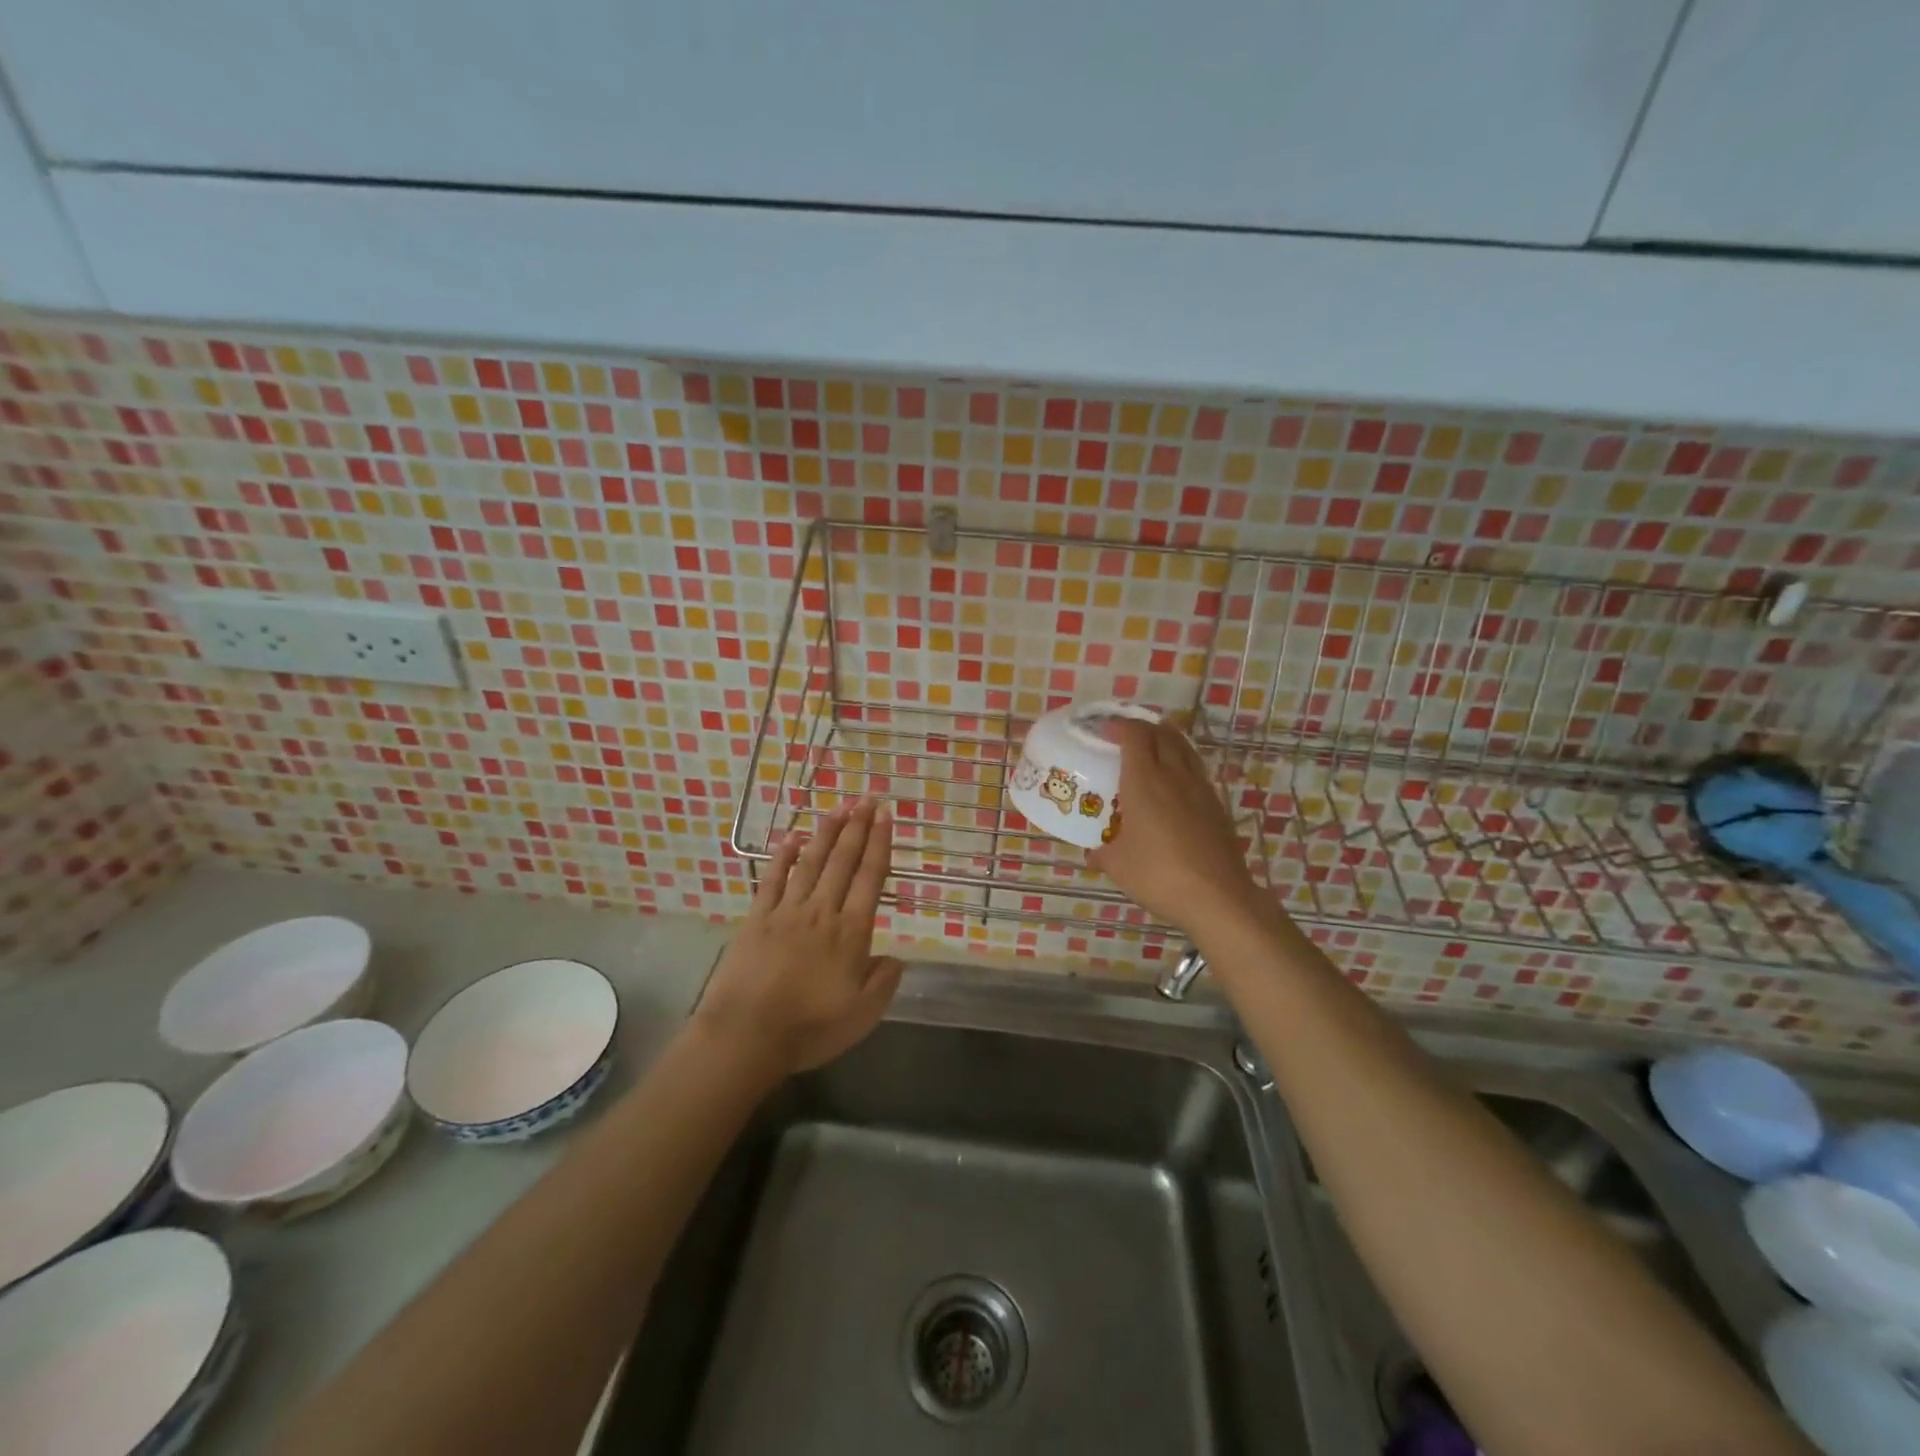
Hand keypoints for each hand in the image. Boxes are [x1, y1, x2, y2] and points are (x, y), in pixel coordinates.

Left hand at [696, 799, 903, 1075]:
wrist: (746, 1036)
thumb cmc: (809, 1028)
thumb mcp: (862, 1015)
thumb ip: (883, 982)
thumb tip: (896, 957)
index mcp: (851, 932)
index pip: (870, 877)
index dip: (879, 843)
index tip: (885, 815)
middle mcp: (822, 911)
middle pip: (843, 860)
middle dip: (858, 826)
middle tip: (867, 798)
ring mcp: (787, 911)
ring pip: (811, 862)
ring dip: (827, 832)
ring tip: (839, 806)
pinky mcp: (757, 918)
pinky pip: (773, 879)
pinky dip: (783, 856)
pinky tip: (792, 837)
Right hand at [1089, 720, 1266, 933]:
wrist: (1217, 897)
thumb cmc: (1159, 875)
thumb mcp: (1118, 866)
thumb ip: (1102, 853)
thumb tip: (1092, 852)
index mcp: (1144, 781)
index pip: (1134, 735)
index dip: (1119, 726)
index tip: (1104, 729)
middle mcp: (1174, 776)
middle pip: (1163, 734)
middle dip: (1143, 727)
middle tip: (1126, 735)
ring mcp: (1200, 789)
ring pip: (1184, 749)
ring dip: (1166, 740)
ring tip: (1152, 748)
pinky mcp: (1217, 806)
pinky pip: (1196, 771)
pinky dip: (1182, 764)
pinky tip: (1175, 784)